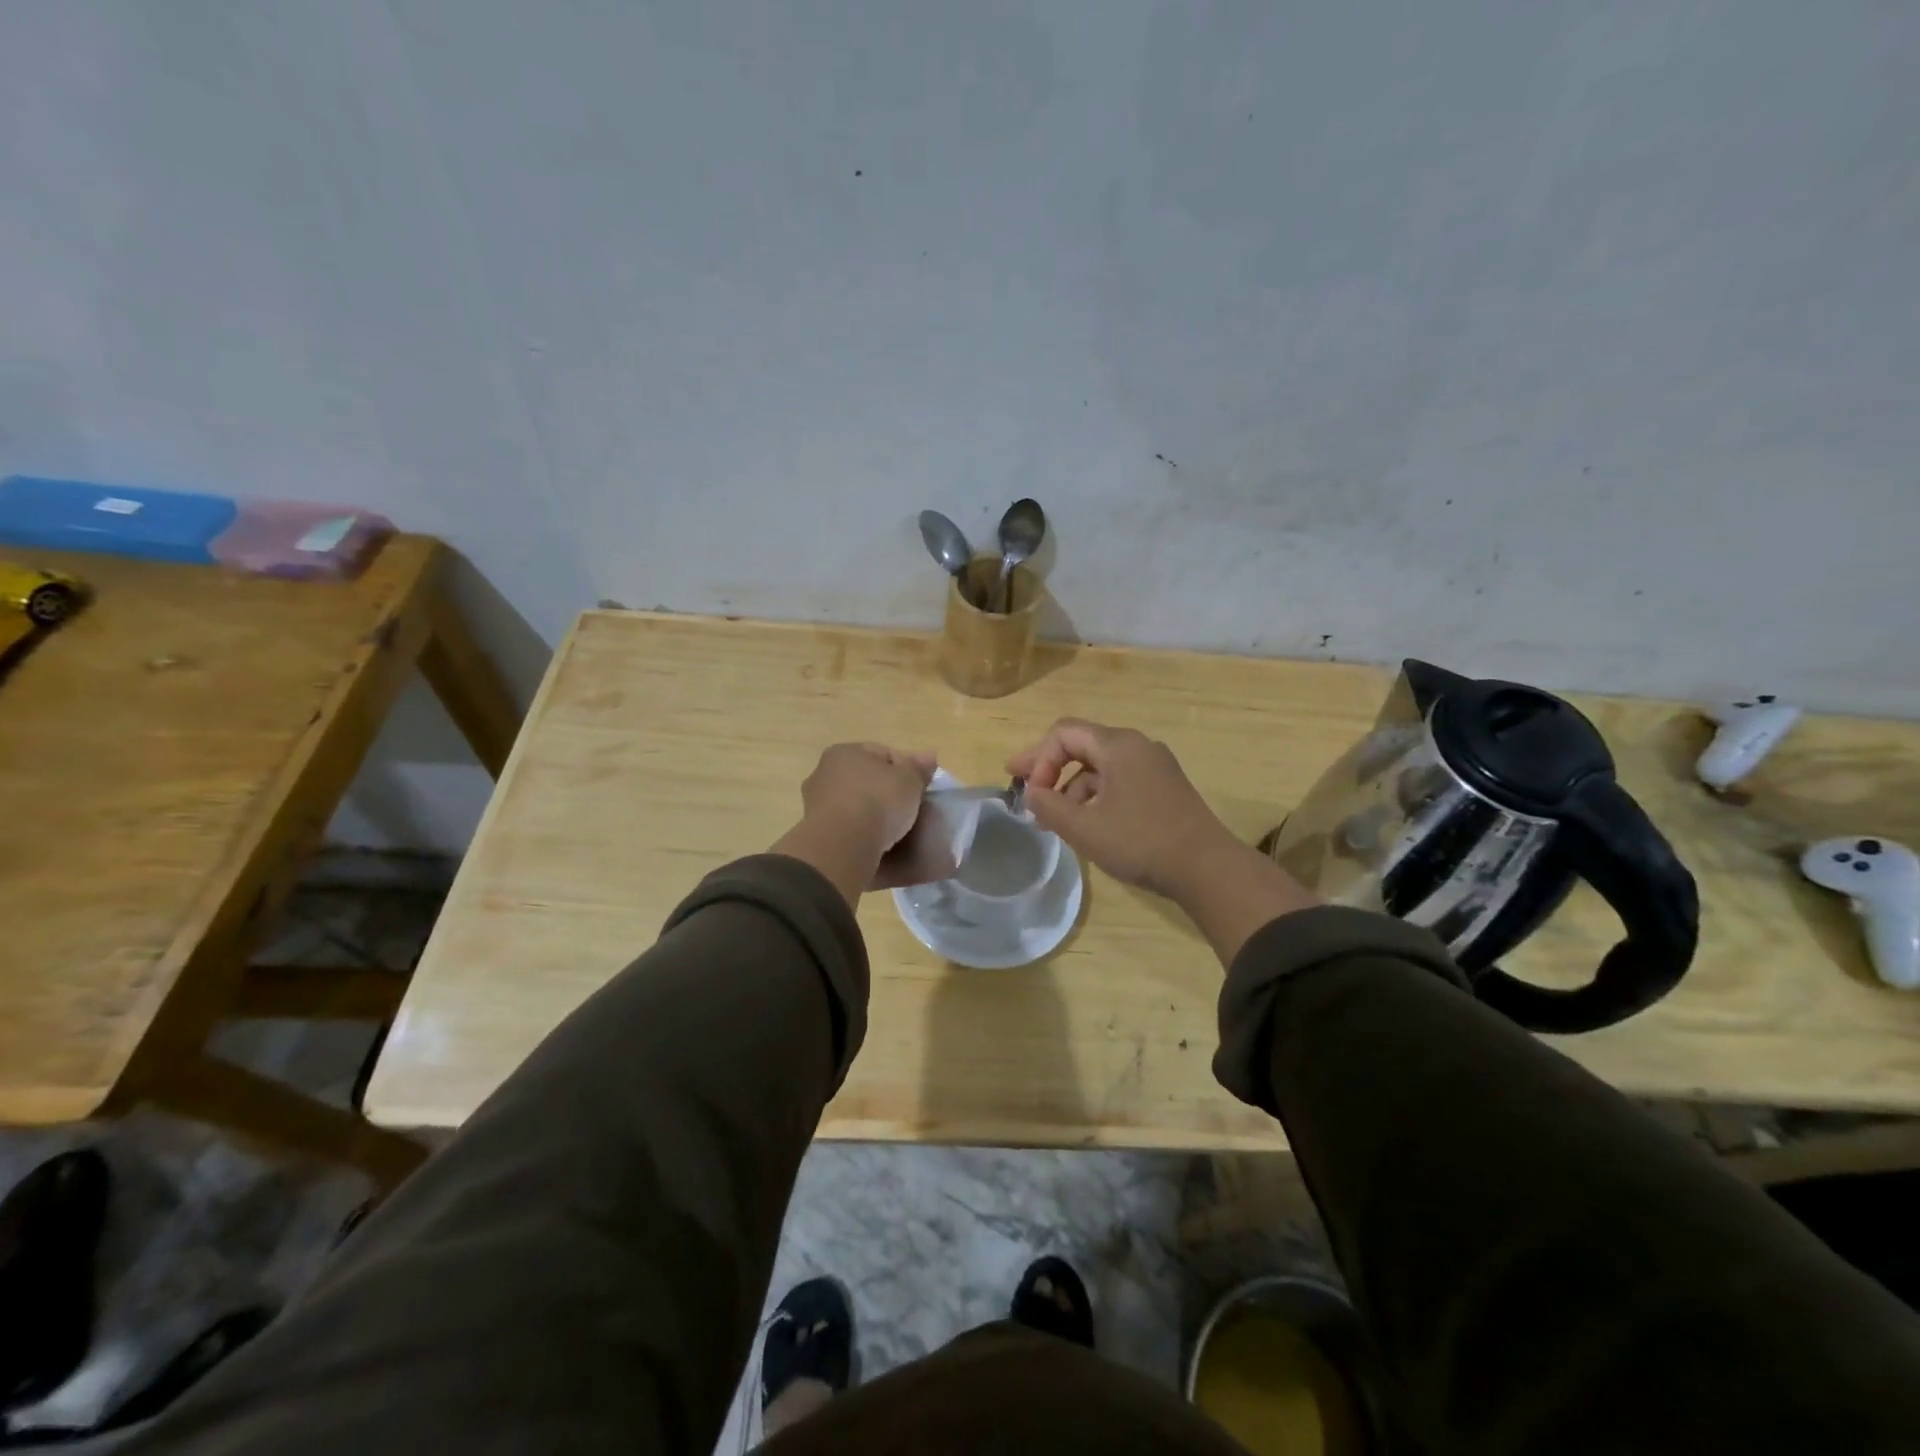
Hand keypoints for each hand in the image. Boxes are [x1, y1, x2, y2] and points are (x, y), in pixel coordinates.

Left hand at [773, 743, 937, 906]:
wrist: (842, 845)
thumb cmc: (878, 801)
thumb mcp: (909, 781)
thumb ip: (919, 768)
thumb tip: (929, 754)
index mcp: (845, 751)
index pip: (882, 753)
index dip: (905, 769)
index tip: (919, 788)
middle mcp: (824, 772)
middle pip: (865, 779)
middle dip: (885, 791)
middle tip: (907, 809)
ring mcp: (815, 803)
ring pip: (853, 804)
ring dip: (870, 813)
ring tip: (892, 831)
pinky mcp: (816, 832)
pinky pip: (845, 827)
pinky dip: (859, 833)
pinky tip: (875, 844)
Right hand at [1008, 719, 1319, 964]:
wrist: (1208, 868)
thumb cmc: (1141, 842)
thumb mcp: (1084, 827)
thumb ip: (1048, 806)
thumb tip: (1031, 793)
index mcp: (1118, 745)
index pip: (1064, 733)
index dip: (1037, 758)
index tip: (1028, 792)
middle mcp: (1138, 746)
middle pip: (1082, 744)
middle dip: (1049, 767)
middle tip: (1023, 787)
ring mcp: (1155, 766)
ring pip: (1100, 765)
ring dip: (1072, 786)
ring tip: (1057, 819)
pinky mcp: (1165, 787)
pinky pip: (1119, 780)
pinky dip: (1096, 795)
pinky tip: (1090, 823)